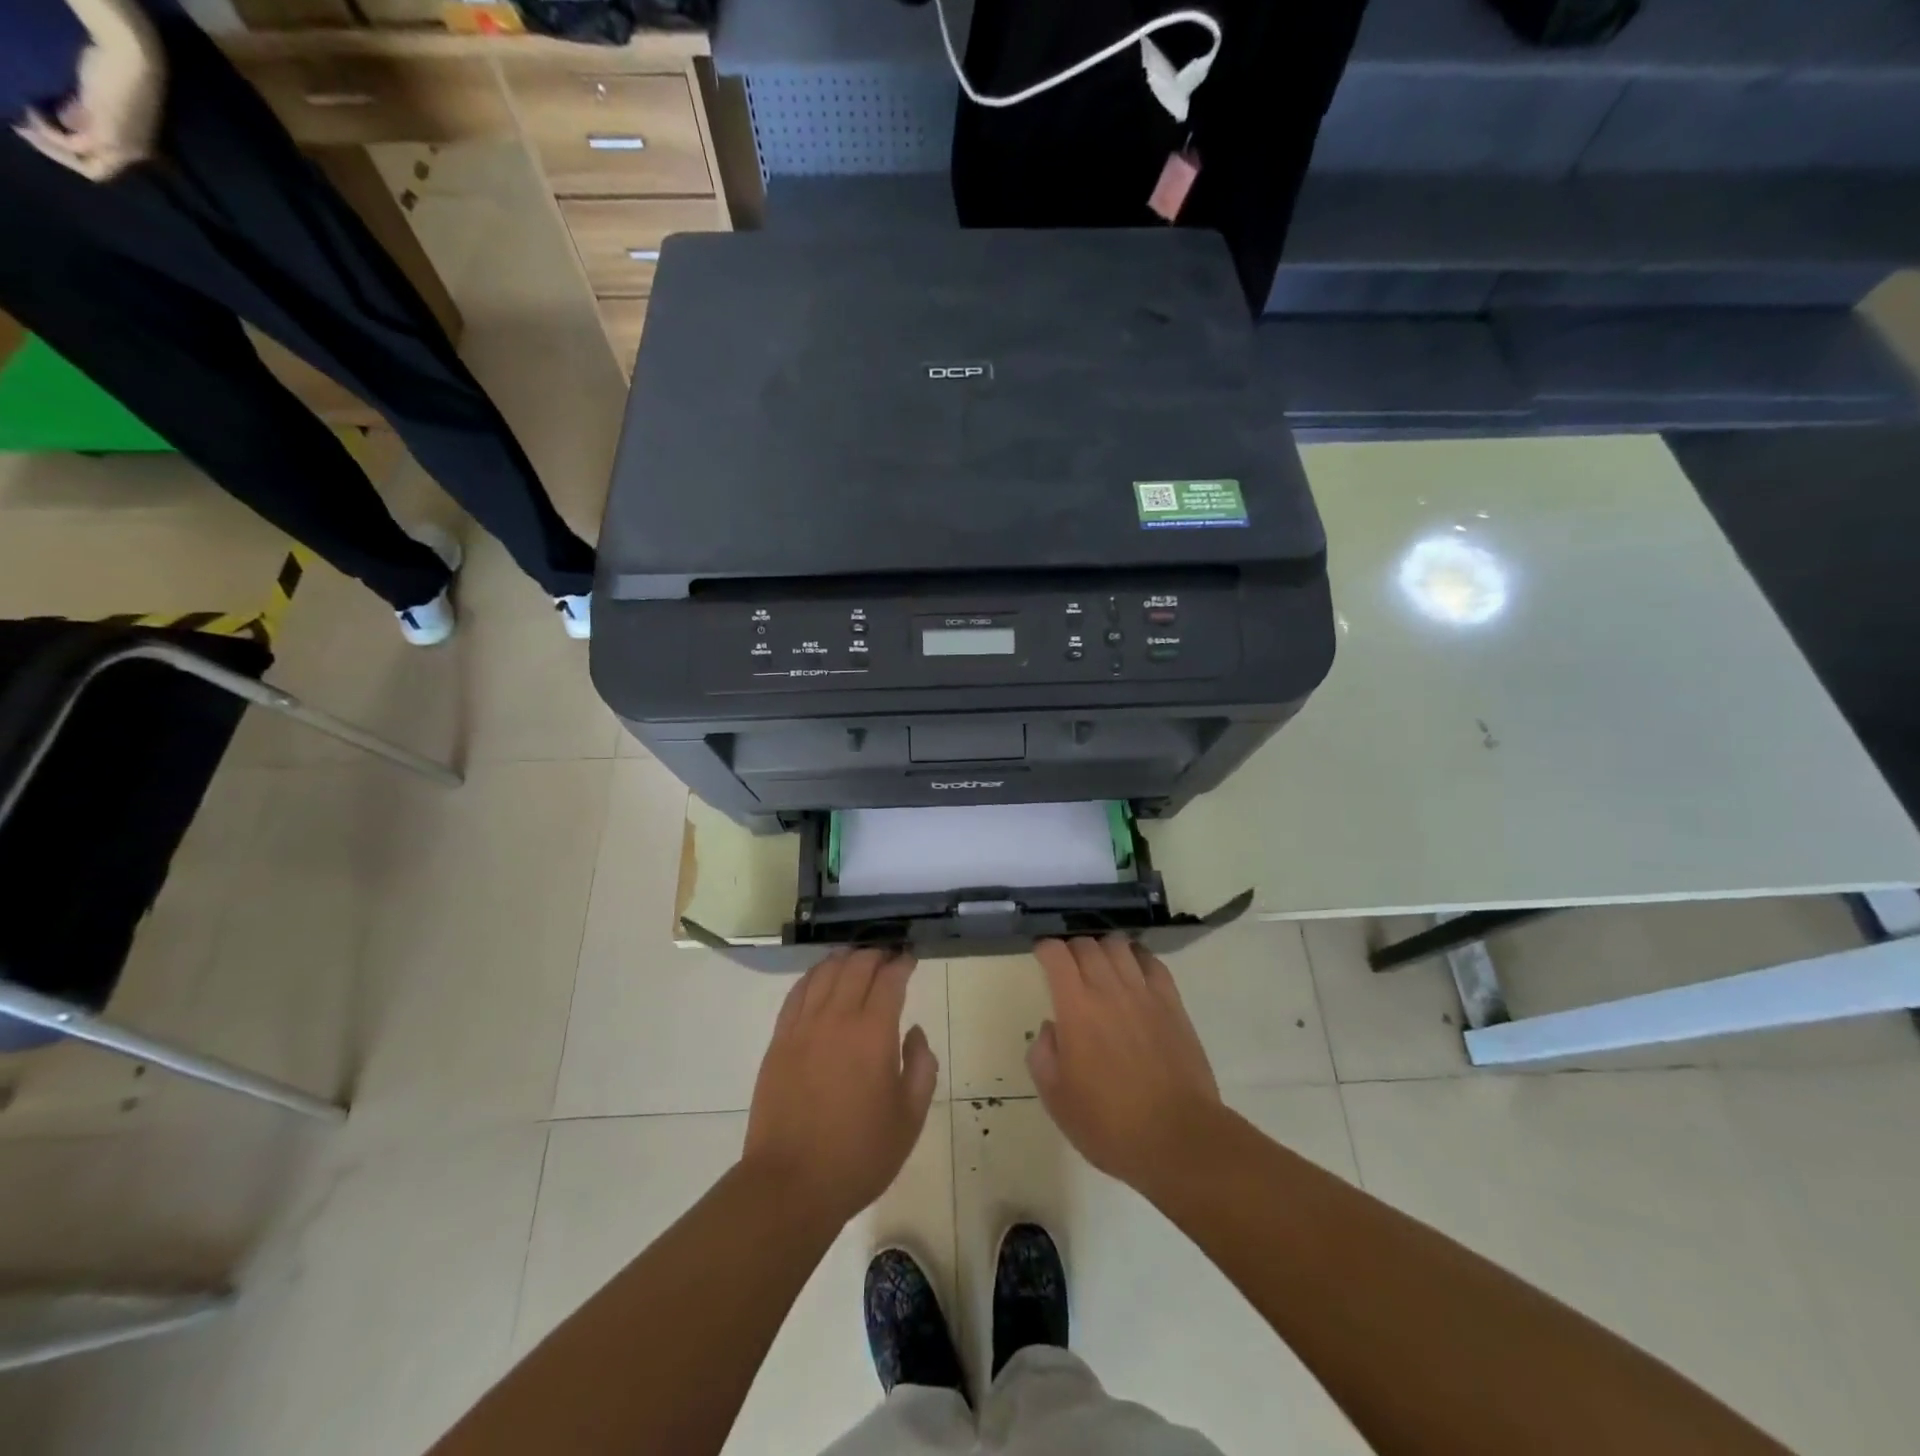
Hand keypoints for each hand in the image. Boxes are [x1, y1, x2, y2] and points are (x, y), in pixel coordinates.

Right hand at [15, 0, 165, 181]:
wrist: (130, 61)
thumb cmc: (114, 73)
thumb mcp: (95, 100)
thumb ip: (82, 115)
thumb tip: (63, 122)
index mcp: (135, 147)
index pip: (102, 165)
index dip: (67, 153)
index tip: (35, 128)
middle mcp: (135, 154)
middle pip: (97, 172)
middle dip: (58, 155)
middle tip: (24, 130)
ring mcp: (126, 148)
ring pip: (88, 164)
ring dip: (51, 145)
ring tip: (23, 121)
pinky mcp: (112, 137)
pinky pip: (77, 146)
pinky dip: (51, 133)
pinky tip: (32, 113)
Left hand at [743, 948, 937, 1227]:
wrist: (791, 1184)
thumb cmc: (859, 1154)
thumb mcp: (910, 1117)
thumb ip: (921, 1066)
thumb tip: (914, 1033)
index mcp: (873, 1033)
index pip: (890, 979)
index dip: (902, 964)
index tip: (910, 959)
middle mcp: (837, 1018)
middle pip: (856, 966)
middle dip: (876, 955)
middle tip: (888, 958)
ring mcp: (803, 1027)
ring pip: (824, 973)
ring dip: (844, 959)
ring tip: (856, 959)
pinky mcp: (779, 1041)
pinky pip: (797, 993)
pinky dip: (813, 976)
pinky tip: (821, 977)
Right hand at [1028, 935, 1224, 1196]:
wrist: (1178, 1138)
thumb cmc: (1109, 1124)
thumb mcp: (1056, 1099)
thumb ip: (1043, 1055)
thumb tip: (1052, 1028)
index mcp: (1075, 1008)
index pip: (1056, 954)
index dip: (1045, 949)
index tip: (1041, 956)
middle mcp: (1108, 989)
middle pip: (1087, 944)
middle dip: (1071, 948)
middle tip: (1068, 965)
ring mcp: (1144, 993)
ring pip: (1119, 945)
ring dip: (1103, 947)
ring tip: (1100, 964)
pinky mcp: (1172, 1003)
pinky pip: (1152, 962)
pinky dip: (1137, 956)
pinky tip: (1133, 970)